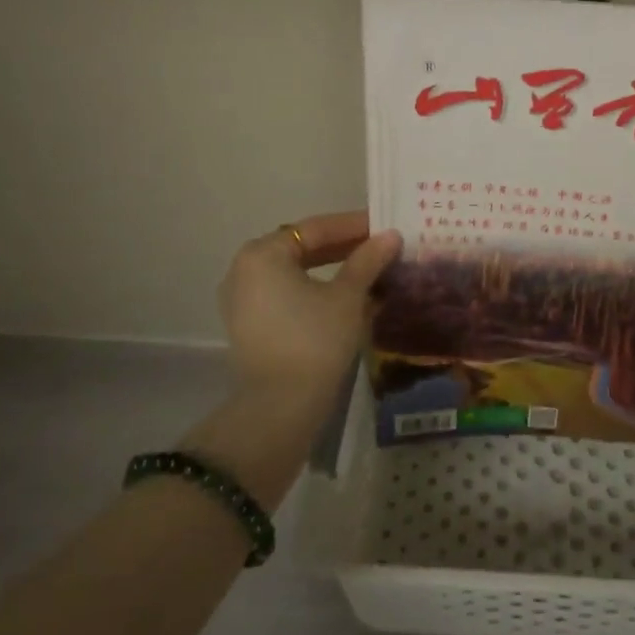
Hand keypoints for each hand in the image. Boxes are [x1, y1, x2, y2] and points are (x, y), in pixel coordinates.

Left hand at [217, 211, 401, 398]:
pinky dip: (316, 290)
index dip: (353, 225)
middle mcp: (244, 270)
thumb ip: (368, 260)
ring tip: (369, 270)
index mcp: (263, 254)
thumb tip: (391, 235)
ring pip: (295, 273)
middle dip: (344, 247)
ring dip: (332, 270)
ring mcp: (243, 301)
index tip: (384, 226)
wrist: (279, 408)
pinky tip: (348, 297)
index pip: (315, 229)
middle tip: (380, 247)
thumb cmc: (314, 340)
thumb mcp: (347, 296)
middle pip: (302, 248)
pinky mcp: (250, 327)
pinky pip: (287, 295)